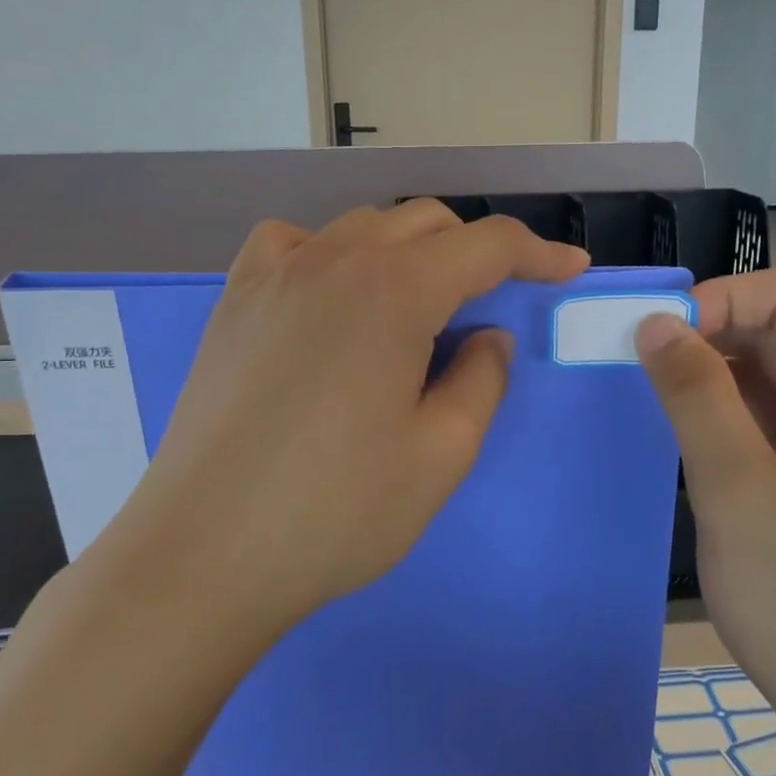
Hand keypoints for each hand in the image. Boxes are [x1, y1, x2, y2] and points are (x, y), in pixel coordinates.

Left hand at [107, 201, 586, 622]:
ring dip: (409, 250)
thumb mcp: (441, 455)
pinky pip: (296, 244)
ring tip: (421, 305)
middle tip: (496, 303)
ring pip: (362, 228)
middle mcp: (332, 259)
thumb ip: (481, 380)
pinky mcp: (234, 301)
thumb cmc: (336, 511)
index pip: (484, 245)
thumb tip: (487, 337)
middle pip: (424, 223)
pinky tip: (334, 296)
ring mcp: (273, 274)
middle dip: (474, 251)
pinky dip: (335, 253)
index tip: (569, 270)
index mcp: (393, 290)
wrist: (205, 552)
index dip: (536, 253)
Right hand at [634, 269, 775, 739]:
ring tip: (655, 409)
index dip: (715, 301)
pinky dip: (730, 417)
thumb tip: (655, 323)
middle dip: (708, 338)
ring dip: (714, 380)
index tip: (650, 342)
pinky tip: (691, 445)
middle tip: (637, 373)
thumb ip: (696, 398)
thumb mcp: (740, 495)